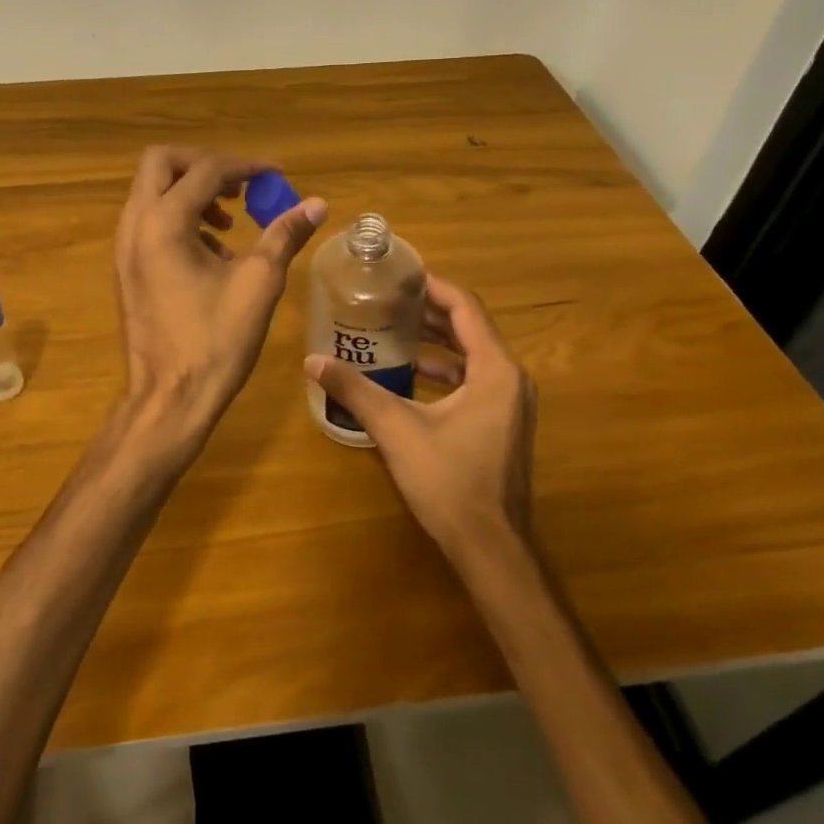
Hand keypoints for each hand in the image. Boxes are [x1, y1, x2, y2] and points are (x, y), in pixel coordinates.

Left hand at [115, 146, 326, 452]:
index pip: (206, 170)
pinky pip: (148, 222)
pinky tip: (212, 252)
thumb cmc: (215, 342)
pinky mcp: (126, 269)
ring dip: (190, 192)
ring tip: (231, 221)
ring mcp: (124, 248)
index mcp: (164, 223)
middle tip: (241, 188)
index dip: (246, 167)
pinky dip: (178, 218)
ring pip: (151, 192)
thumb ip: (284, 235)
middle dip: (204, 166)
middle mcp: (135, 226)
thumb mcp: (259, 283)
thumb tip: (317, 203)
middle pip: (161, 164)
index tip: (276, 178)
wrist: (168, 398)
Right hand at [305, 275, 535, 558]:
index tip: (399, 276)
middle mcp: (510, 379)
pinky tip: (410, 375)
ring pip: (472, 355)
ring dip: (436, 341)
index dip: (433, 287)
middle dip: (429, 312)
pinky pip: (474, 380)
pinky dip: (444, 369)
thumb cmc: (449, 481)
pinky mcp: (501, 424)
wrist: (490, 547)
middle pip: (470, 328)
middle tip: (388, 300)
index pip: (466, 308)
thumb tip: (312, 361)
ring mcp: (510, 404)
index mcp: (495, 370)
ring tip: (393, 330)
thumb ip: (355, 390)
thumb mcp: (396, 429)